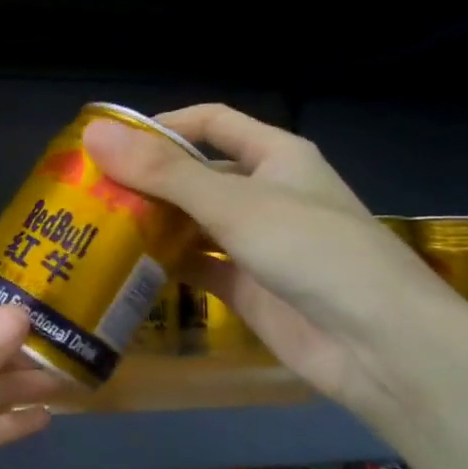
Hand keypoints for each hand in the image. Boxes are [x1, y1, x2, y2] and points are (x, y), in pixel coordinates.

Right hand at [82, 105, 467, 417]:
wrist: (379, 345)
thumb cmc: (313, 251)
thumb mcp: (234, 203)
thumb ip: (163, 172)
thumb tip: (93, 136)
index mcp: (275, 156)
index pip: (212, 123)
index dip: (164, 125)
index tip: (111, 141)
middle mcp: (265, 193)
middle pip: (196, 175)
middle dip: (147, 180)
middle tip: (88, 191)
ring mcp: (256, 243)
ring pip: (193, 223)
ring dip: (152, 224)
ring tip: (96, 228)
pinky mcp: (247, 287)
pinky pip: (198, 266)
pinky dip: (166, 265)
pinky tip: (125, 268)